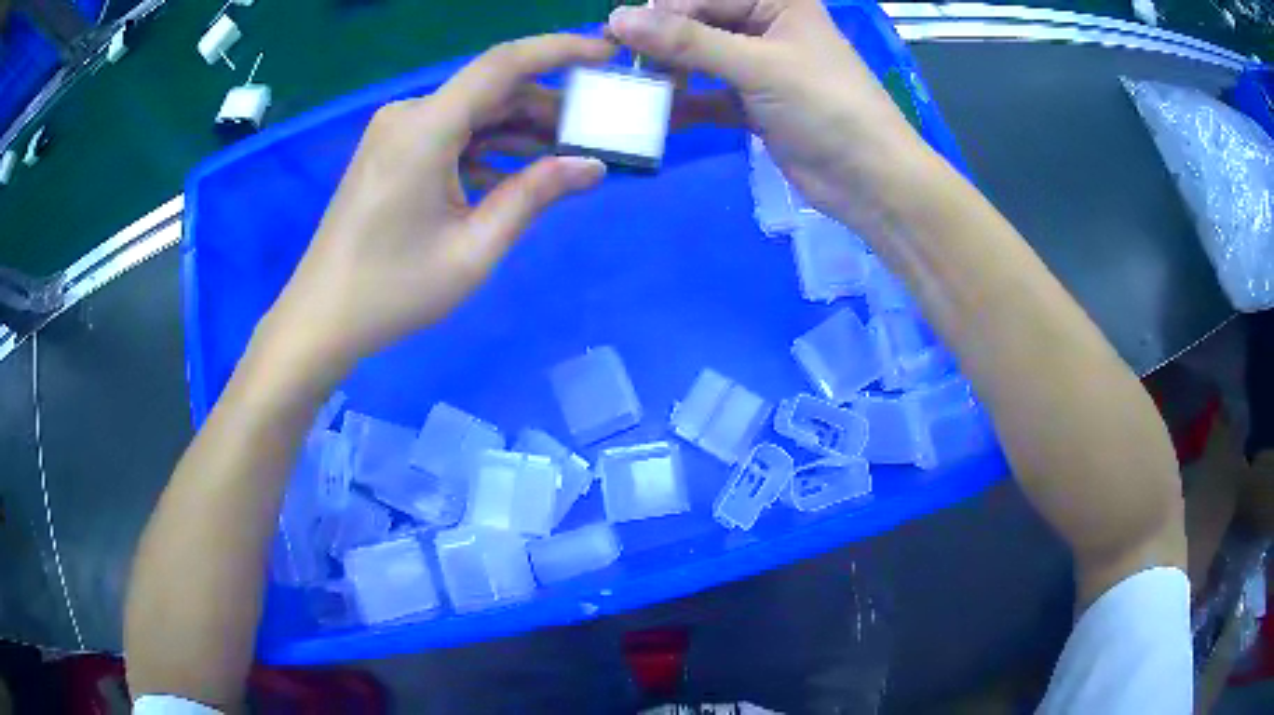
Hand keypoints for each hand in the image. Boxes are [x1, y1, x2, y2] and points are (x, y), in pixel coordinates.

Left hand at [265, 34, 614, 370]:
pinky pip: (453, 134)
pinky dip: (490, 147)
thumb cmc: (393, 291)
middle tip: (597, 134)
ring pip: (475, 112)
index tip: (607, 55)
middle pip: (493, 90)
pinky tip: (519, 175)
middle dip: (548, 106)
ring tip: (568, 156)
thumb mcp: (474, 249)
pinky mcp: (393, 150)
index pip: (503, 64)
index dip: (561, 50)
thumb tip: (593, 166)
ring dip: (521, 129)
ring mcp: (397, 131)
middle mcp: (410, 115)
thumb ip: (534, 196)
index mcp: (425, 128)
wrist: (321, 318)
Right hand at [608, 0, 929, 231]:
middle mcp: (766, 27)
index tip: (616, 37)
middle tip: (622, 66)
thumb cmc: (827, 108)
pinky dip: (685, 105)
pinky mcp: (754, 104)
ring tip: (634, 91)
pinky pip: (709, 95)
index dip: (661, 13)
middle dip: (662, 45)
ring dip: (669, 75)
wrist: (871, 181)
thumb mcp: (758, 65)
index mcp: (777, 3)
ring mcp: (760, 66)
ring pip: (700, 60)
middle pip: (699, 24)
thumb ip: (689, 41)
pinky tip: (657, 116)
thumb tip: (618, 18)